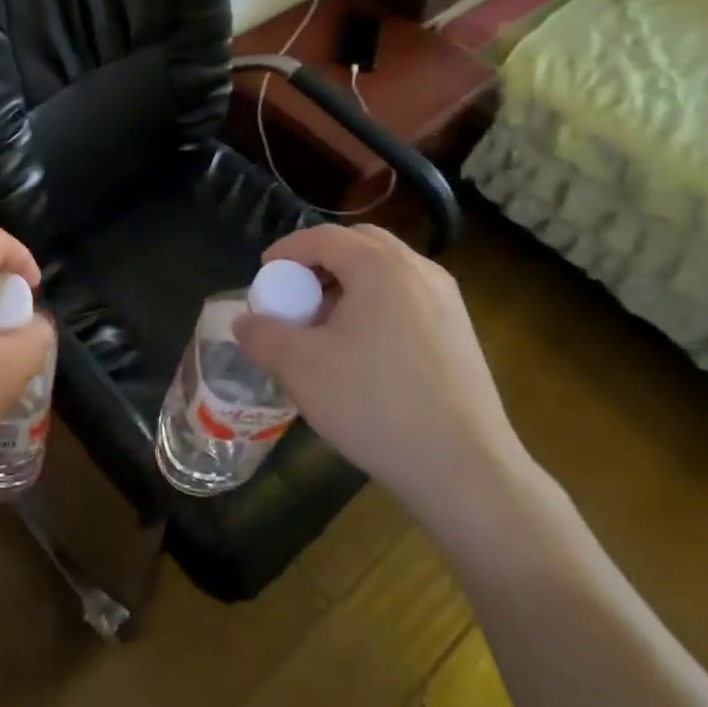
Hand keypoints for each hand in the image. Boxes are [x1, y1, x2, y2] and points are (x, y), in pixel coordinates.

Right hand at [233, 224, 531, 527]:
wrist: (465, 469)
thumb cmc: (374, 405)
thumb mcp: (300, 368)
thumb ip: (263, 335)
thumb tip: (243, 322)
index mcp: (380, 267)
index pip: (323, 237)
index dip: (286, 250)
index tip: (264, 274)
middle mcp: (419, 270)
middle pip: (360, 244)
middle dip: (321, 260)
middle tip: (296, 292)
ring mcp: (447, 300)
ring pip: (387, 270)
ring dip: (350, 282)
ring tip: (327, 323)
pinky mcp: (461, 331)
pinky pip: (408, 296)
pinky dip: (377, 302)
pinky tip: (364, 348)